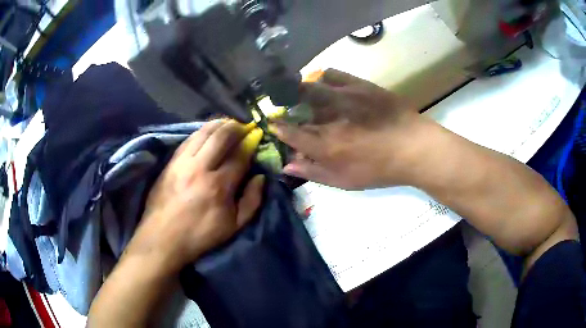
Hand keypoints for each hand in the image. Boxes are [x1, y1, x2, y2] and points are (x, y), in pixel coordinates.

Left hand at [123, 120, 264, 274]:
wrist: (163, 238)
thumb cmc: (200, 235)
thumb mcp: (233, 226)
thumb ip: (251, 201)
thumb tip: (260, 177)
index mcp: (219, 186)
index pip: (239, 155)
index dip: (250, 143)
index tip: (256, 137)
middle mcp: (201, 167)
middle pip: (221, 136)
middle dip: (236, 127)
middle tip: (244, 126)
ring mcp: (182, 162)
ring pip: (203, 132)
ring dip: (219, 124)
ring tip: (228, 123)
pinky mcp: (170, 162)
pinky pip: (188, 139)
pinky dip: (201, 131)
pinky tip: (207, 131)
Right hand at [272, 69, 423, 189]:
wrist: (415, 148)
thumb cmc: (381, 169)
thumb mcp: (346, 181)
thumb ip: (314, 172)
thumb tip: (288, 164)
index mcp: (326, 145)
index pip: (290, 132)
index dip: (278, 127)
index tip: (272, 123)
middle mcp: (330, 117)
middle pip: (296, 103)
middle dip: (286, 104)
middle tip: (287, 107)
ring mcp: (345, 97)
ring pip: (311, 85)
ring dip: (301, 90)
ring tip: (304, 94)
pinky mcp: (360, 85)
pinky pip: (332, 74)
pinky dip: (323, 78)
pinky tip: (326, 86)